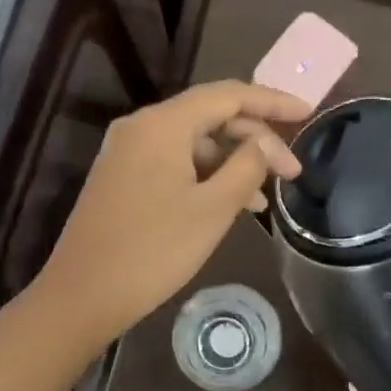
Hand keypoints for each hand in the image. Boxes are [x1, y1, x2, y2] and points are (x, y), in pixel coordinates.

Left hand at [23, 80, 308, 351]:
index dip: (272, 101)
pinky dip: (206, 177)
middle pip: (211, 117)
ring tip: (266, 198)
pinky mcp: (122, 179)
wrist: (82, 295)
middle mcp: (141, 128)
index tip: (308, 113)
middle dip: (255, 140)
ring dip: (232, 163)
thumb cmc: (153, 250)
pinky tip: (231, 206)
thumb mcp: (213, 209)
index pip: (229, 95)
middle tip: (292, 172)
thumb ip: (247, 167)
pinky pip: (174, 164)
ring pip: (193, 144)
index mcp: (162, 124)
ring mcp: (127, 153)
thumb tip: (262, 144)